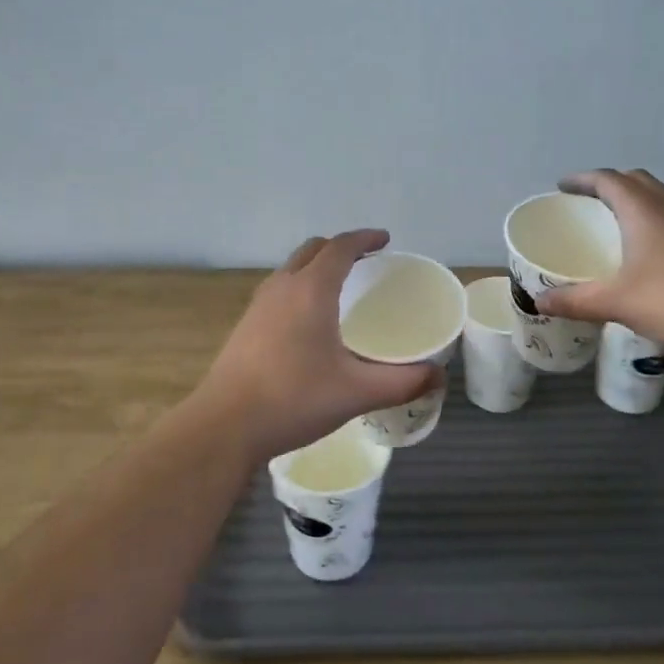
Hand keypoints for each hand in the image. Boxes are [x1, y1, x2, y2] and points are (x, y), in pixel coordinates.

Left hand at [195, 230, 442, 463]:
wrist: (225, 425)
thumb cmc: (294, 399)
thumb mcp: (356, 392)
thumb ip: (402, 382)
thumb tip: (438, 375)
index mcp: (311, 290)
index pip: (340, 247)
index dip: (365, 238)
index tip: (385, 239)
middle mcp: (282, 287)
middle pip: (313, 250)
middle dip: (340, 247)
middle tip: (365, 260)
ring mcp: (258, 305)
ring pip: (291, 269)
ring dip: (316, 266)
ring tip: (338, 286)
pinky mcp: (245, 326)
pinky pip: (278, 290)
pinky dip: (299, 287)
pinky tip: (308, 321)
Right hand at [534, 169, 663, 350]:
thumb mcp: (616, 302)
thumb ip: (575, 301)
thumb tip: (539, 303)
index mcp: (641, 210)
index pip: (607, 179)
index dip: (582, 180)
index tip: (562, 187)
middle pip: (635, 180)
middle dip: (609, 185)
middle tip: (587, 203)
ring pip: (658, 198)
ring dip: (634, 202)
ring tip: (615, 225)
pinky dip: (652, 222)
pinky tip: (647, 253)